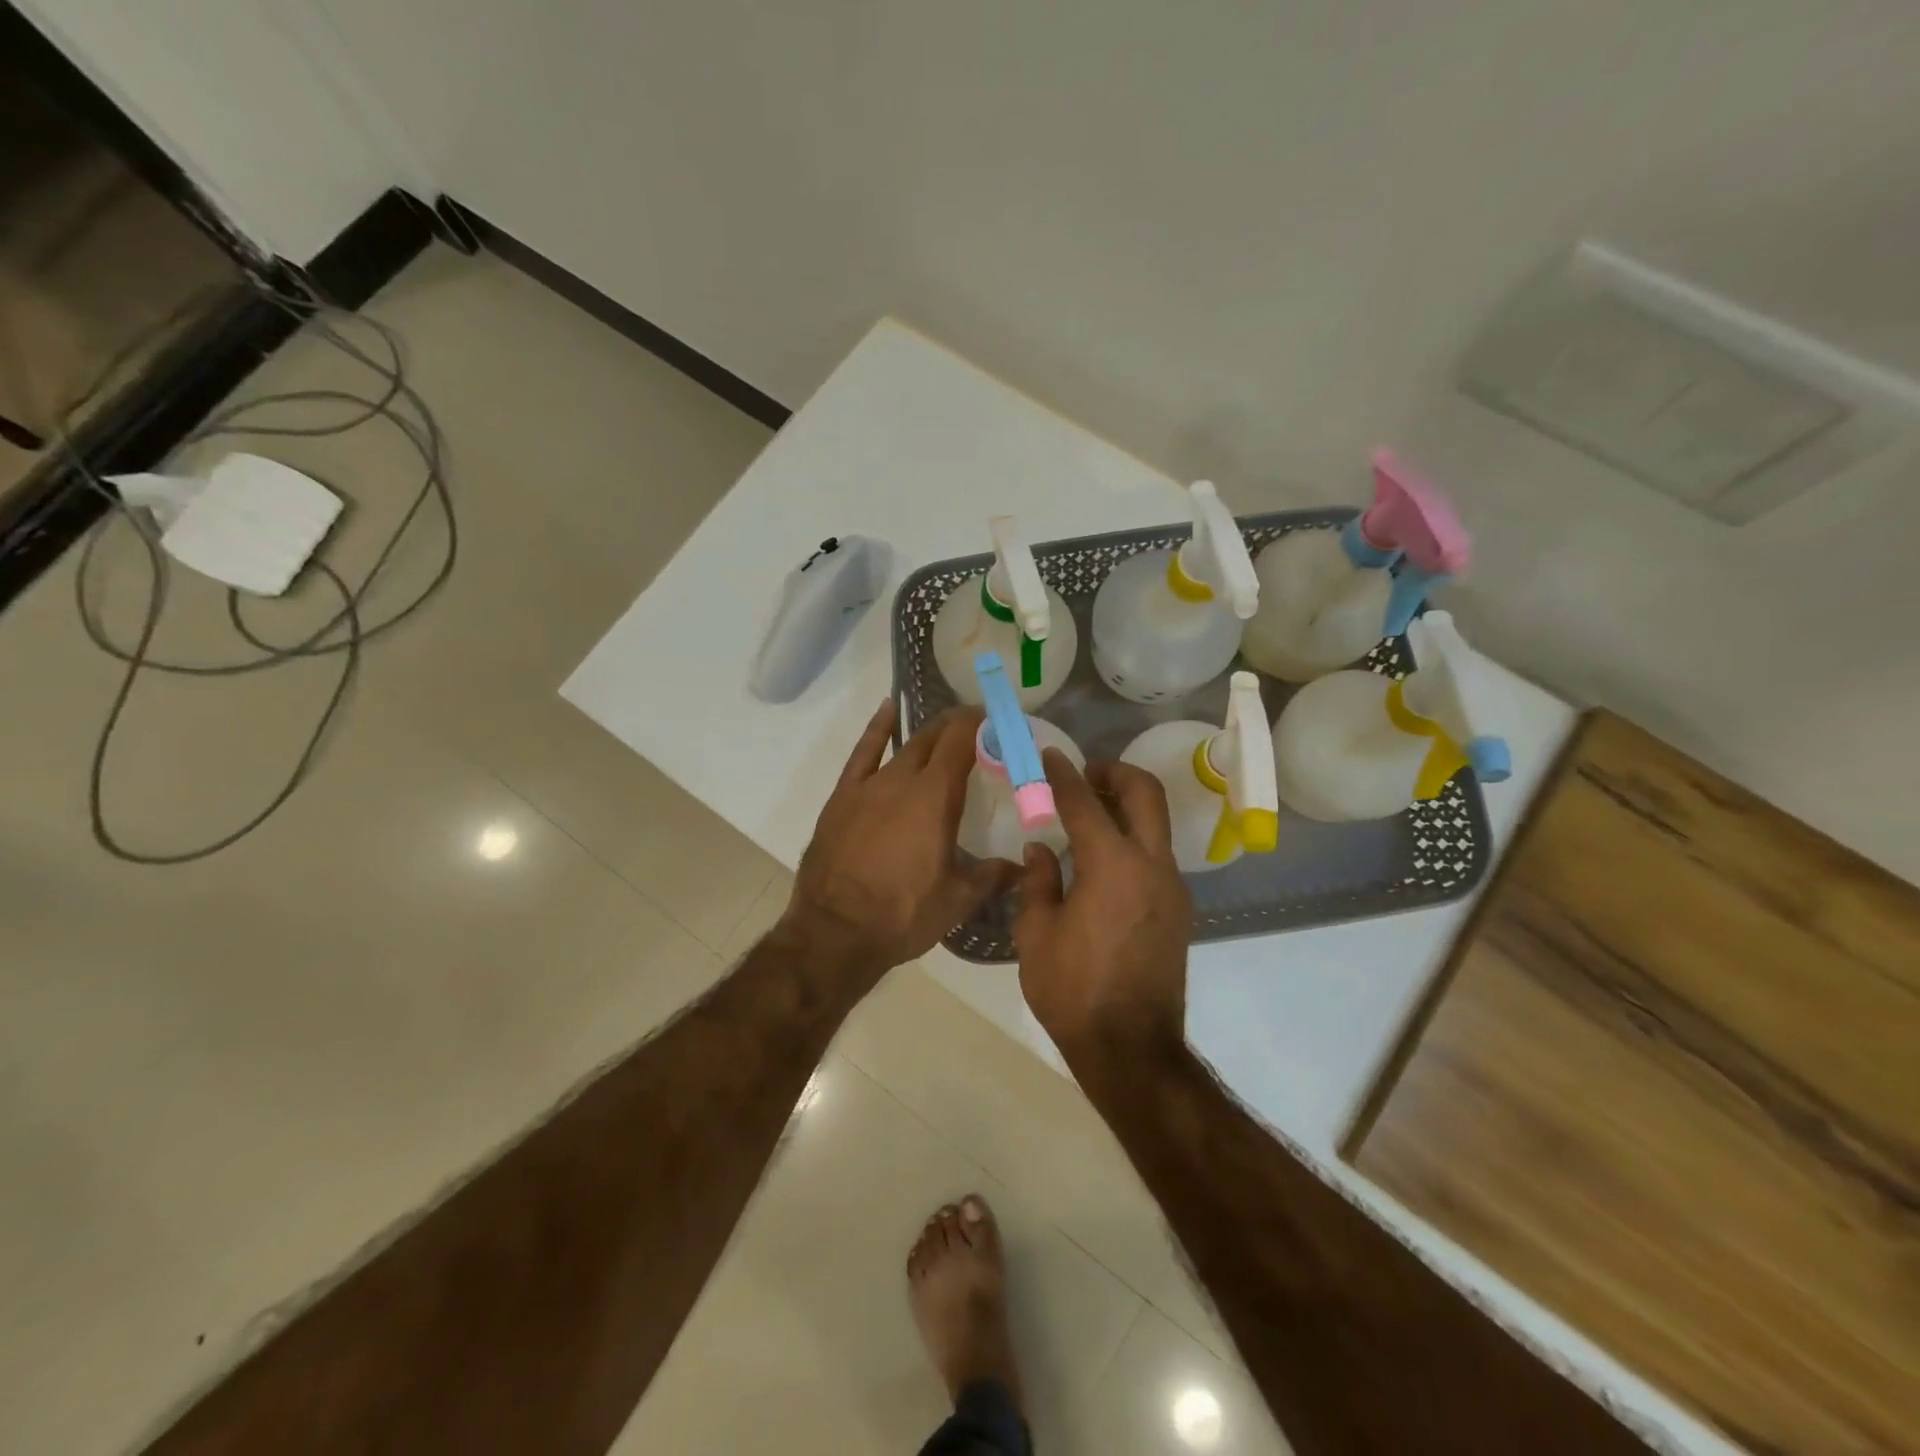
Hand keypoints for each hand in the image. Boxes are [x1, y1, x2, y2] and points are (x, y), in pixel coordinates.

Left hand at [783, 700, 1015, 986]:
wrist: (835, 932)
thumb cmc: (903, 914)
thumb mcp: (958, 900)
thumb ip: (993, 875)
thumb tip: (1023, 865)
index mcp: (935, 797)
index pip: (962, 741)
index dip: (980, 723)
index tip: (998, 720)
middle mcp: (902, 779)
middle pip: (934, 738)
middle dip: (958, 727)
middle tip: (978, 729)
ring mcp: (868, 785)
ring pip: (904, 746)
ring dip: (927, 735)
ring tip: (944, 728)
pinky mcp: (843, 797)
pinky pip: (863, 753)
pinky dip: (878, 729)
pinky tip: (887, 710)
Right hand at [1014, 751, 1191, 1069]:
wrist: (1130, 1047)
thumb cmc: (1073, 990)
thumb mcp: (1035, 934)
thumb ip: (1038, 882)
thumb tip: (1041, 850)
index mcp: (1112, 865)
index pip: (1085, 802)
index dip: (1063, 775)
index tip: (1049, 756)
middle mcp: (1151, 865)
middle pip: (1145, 793)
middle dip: (1115, 772)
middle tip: (1084, 775)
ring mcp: (1171, 887)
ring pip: (1156, 823)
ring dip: (1126, 806)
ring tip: (1088, 816)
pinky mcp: (1178, 909)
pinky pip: (1156, 855)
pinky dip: (1132, 840)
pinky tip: (1102, 863)